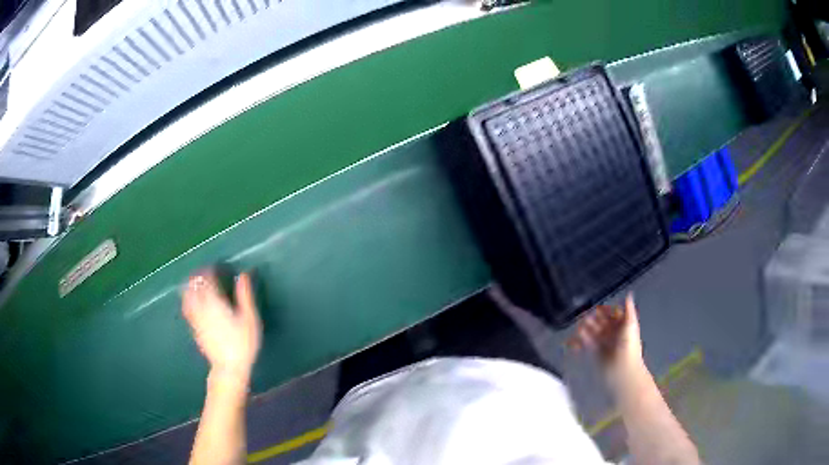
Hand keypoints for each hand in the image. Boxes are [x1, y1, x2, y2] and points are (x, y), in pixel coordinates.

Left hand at [182, 270, 261, 380]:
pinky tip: (191, 301)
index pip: (207, 279)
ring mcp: (196, 318)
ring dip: (190, 286)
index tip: (215, 267)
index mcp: (215, 302)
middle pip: (194, 285)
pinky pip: (187, 308)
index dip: (209, 270)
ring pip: (187, 296)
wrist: (229, 367)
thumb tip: (243, 275)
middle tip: (205, 272)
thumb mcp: (250, 319)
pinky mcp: (194, 328)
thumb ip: (245, 295)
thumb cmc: (243, 343)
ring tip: (195, 282)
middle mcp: (202, 307)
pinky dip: (187, 299)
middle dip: (198, 276)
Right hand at [568, 294, 643, 381]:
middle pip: (600, 322)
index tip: (596, 307)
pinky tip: (573, 340)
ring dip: (585, 329)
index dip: (604, 310)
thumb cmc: (629, 347)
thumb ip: (628, 310)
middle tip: (583, 315)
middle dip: (592, 318)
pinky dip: (579, 342)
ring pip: (592, 332)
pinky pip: (585, 344)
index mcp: (622, 325)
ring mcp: (603, 342)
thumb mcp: (631, 324)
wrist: (623, 370)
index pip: (612, 313)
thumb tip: (629, 295)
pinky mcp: (595, 352)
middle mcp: (613, 332)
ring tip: (578, 326)